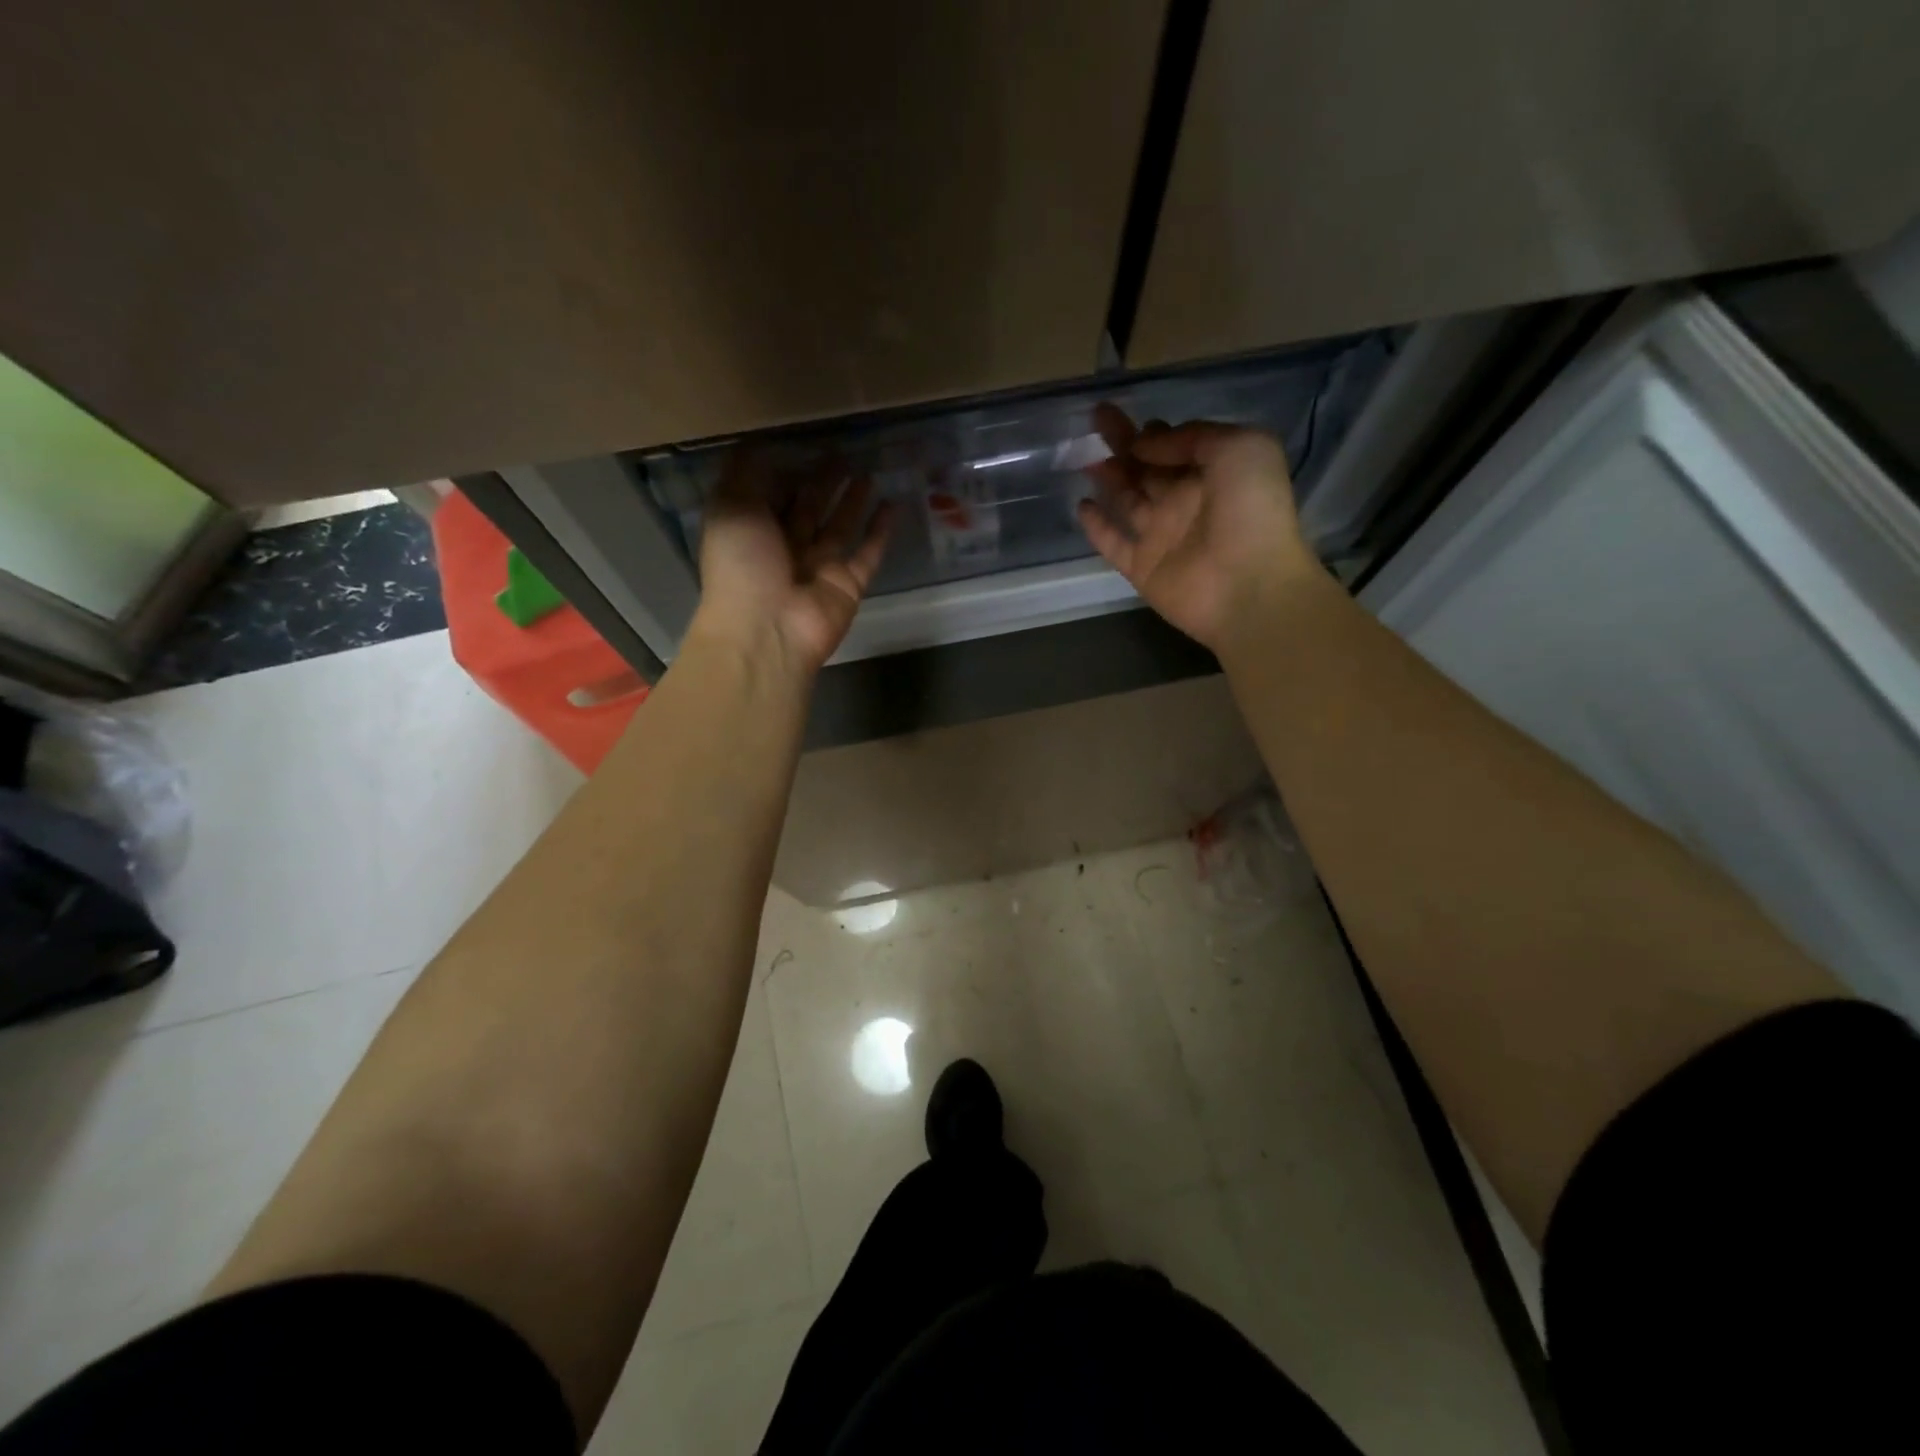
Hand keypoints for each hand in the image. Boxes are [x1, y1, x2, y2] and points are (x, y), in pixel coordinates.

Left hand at [693, 453, 892, 673]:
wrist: (767, 629)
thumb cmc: (742, 564)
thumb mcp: (731, 506)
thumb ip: (744, 472)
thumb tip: (756, 442)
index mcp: (753, 530)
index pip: (771, 494)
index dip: (786, 470)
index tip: (804, 443)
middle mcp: (786, 548)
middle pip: (808, 508)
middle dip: (823, 482)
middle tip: (843, 454)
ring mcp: (820, 567)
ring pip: (840, 527)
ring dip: (852, 501)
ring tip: (868, 472)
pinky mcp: (849, 584)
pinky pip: (869, 553)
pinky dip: (881, 532)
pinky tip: (893, 506)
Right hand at [1078, 404, 1315, 651]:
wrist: (1249, 586)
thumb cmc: (1252, 511)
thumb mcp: (1239, 447)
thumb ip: (1192, 437)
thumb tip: (1145, 444)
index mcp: (1213, 473)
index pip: (1177, 446)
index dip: (1154, 432)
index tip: (1132, 419)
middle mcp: (1185, 502)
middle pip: (1147, 467)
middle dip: (1124, 443)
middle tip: (1097, 418)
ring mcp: (1162, 536)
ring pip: (1128, 500)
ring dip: (1109, 478)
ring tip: (1085, 458)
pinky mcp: (1142, 567)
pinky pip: (1114, 543)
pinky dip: (1097, 526)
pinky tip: (1082, 506)